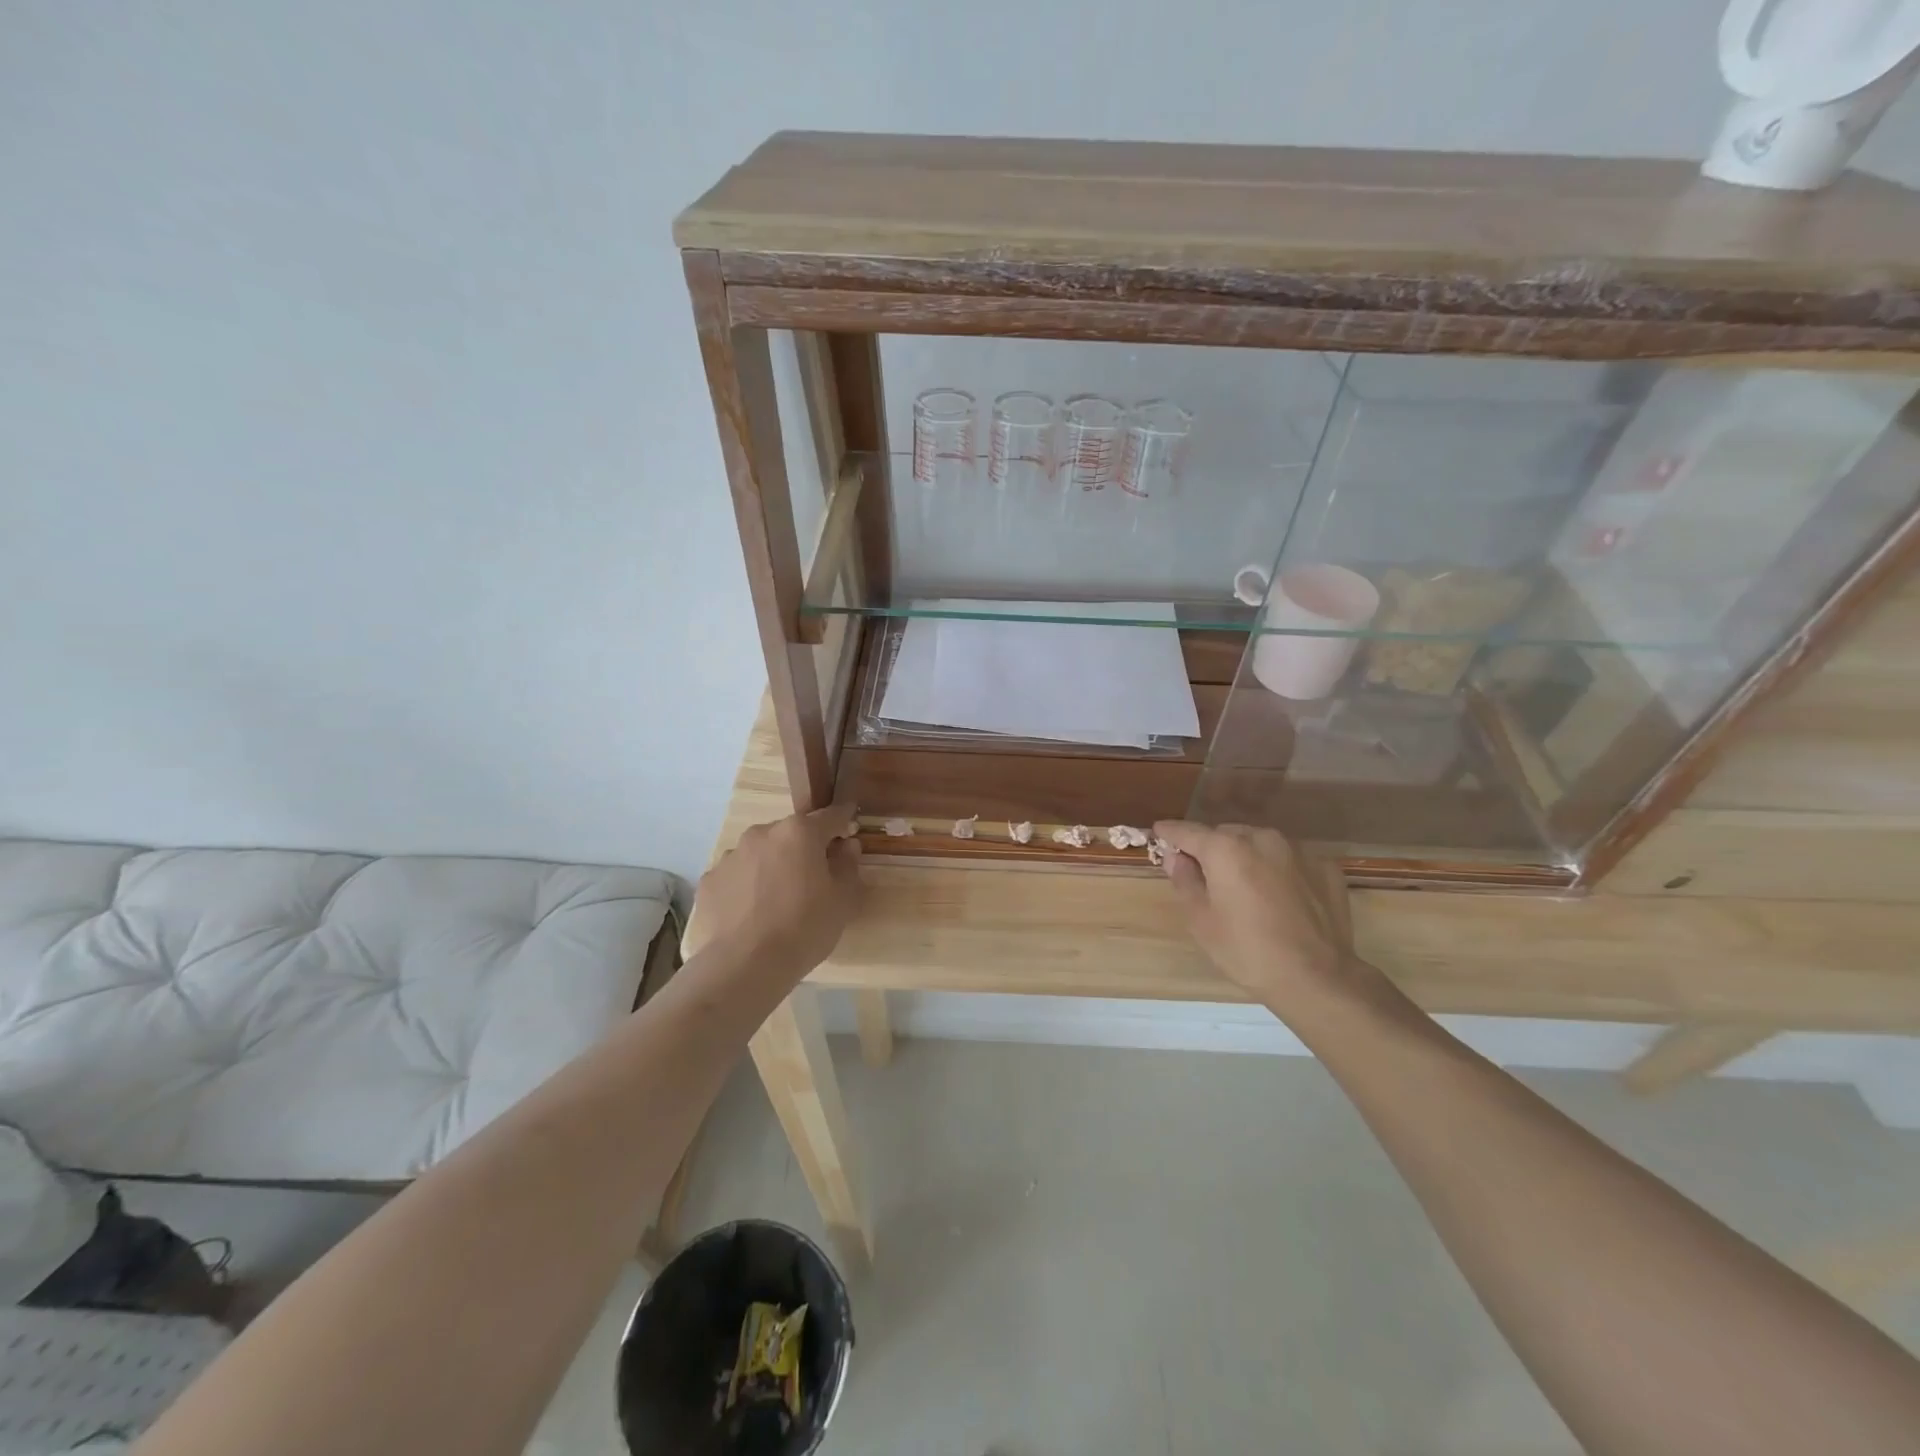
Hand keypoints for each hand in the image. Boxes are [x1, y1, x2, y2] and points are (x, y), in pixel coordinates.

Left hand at [696, 805, 860, 981]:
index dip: (844, 820)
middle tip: (815, 877)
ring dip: (774, 865)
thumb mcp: (842, 900)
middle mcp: (763, 833)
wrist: (742, 966)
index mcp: (800, 832)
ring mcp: (731, 856)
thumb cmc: (803, 928)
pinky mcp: (709, 880)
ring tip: (779, 899)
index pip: (830, 816)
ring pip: (762, 853)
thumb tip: (847, 846)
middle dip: (805, 848)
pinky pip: (737, 876)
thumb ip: (848, 866)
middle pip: (792, 833)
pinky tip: (752, 913)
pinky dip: (748, 886)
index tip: (852, 826)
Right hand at [1152, 821, 1361, 1013]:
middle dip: (1212, 849)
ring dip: (1246, 857)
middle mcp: (1262, 838)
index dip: (1169, 832)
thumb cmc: (1247, 951)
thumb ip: (1184, 881)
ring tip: (1245, 888)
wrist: (1317, 978)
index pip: (1188, 831)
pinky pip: (1289, 861)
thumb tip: (1175, 858)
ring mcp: (1299, 851)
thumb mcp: (1201, 921)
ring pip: (1260, 844)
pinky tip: (1280, 898)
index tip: (1159, 832)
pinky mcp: (1325, 868)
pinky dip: (1278, 870)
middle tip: (1205, 875)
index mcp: (1226, 849)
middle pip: (1226, 835)